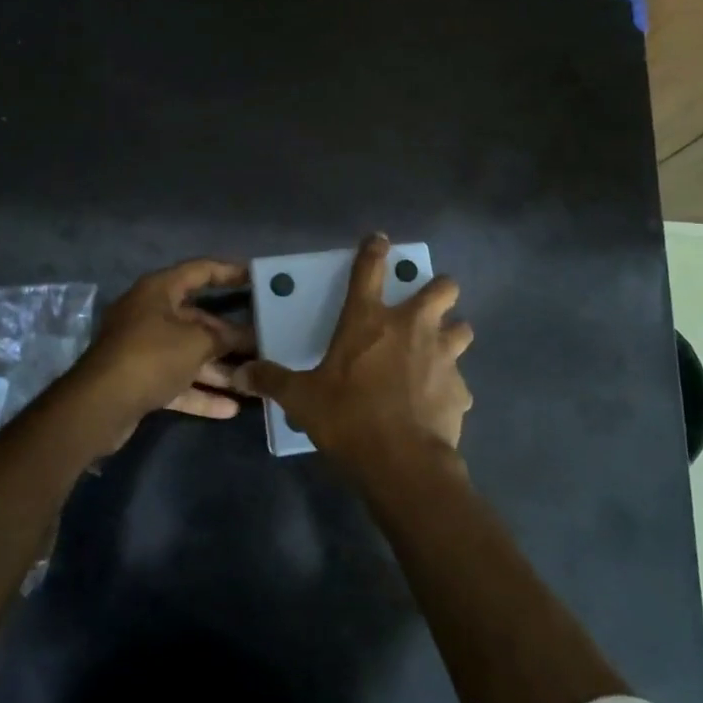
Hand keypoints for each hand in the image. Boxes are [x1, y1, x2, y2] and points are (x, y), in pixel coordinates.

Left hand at [66, 258, 254, 438]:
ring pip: (189, 353)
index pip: (200, 271)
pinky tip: (231, 408)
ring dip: (219, 368)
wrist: (99, 406)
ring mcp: (143, 349)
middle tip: (263, 341)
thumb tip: (245, 337)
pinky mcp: (140, 380)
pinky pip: (177, 381)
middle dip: (229, 334)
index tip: (257, 277)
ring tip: (252, 379)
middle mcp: (149, 314)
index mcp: (159, 291)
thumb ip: (223, 337)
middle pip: (197, 319)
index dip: (229, 271)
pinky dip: (200, 392)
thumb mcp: (196, 342)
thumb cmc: (151, 357)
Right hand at [234, 233, 472, 471]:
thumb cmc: (348, 418)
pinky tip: (436, 402)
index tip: (380, 240)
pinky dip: (449, 387)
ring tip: (438, 349)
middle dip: (439, 289)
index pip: (370, 269)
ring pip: (462, 329)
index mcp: (369, 320)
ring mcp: (443, 355)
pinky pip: (459, 381)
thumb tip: (240, 372)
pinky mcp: (460, 389)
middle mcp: (412, 327)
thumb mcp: (301, 399)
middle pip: (443, 288)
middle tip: (426, 303)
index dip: (375, 249)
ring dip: (452, 333)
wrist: (402, 462)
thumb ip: (273, 380)